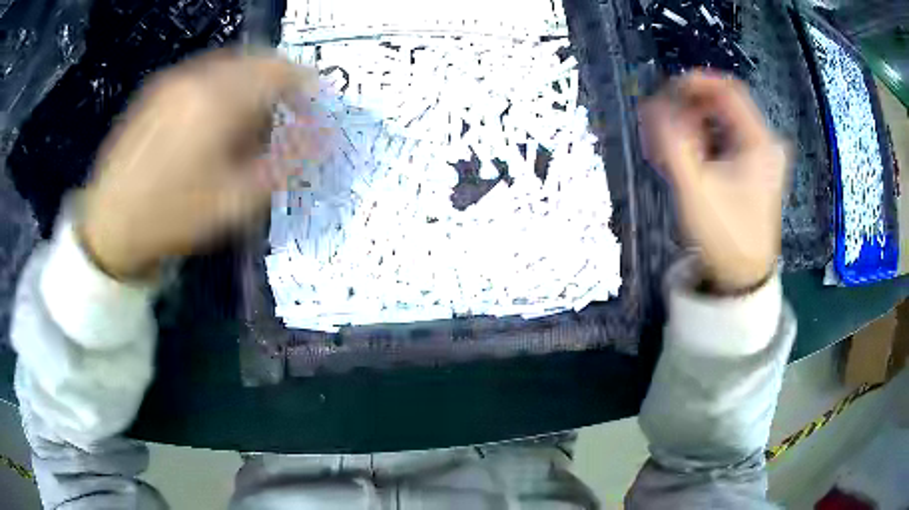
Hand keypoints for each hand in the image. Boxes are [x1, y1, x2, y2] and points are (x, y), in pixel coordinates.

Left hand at [79, 50, 318, 278]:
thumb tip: (326, 136)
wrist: (109, 226)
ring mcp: (174, 79)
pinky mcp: (156, 90)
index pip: (282, 70)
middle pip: (256, 60)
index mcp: (220, 99)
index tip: (313, 111)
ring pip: (229, 65)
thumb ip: (285, 162)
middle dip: (278, 84)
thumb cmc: (173, 216)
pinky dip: (221, 87)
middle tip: (282, 118)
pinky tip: (212, 120)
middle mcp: (198, 75)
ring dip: (249, 85)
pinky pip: (203, 74)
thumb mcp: (236, 201)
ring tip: (246, 123)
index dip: (307, 86)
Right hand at [641, 71, 788, 292]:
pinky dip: (703, 143)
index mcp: (759, 142)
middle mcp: (764, 142)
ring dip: (693, 127)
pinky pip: (726, 140)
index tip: (665, 90)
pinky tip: (687, 160)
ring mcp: (761, 156)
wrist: (743, 277)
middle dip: (689, 110)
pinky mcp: (754, 168)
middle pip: (723, 105)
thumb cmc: (725, 236)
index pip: (727, 90)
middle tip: (662, 127)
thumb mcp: (695, 189)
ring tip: (669, 149)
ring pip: (722, 123)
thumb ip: (672, 143)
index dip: (695, 83)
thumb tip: (651, 105)